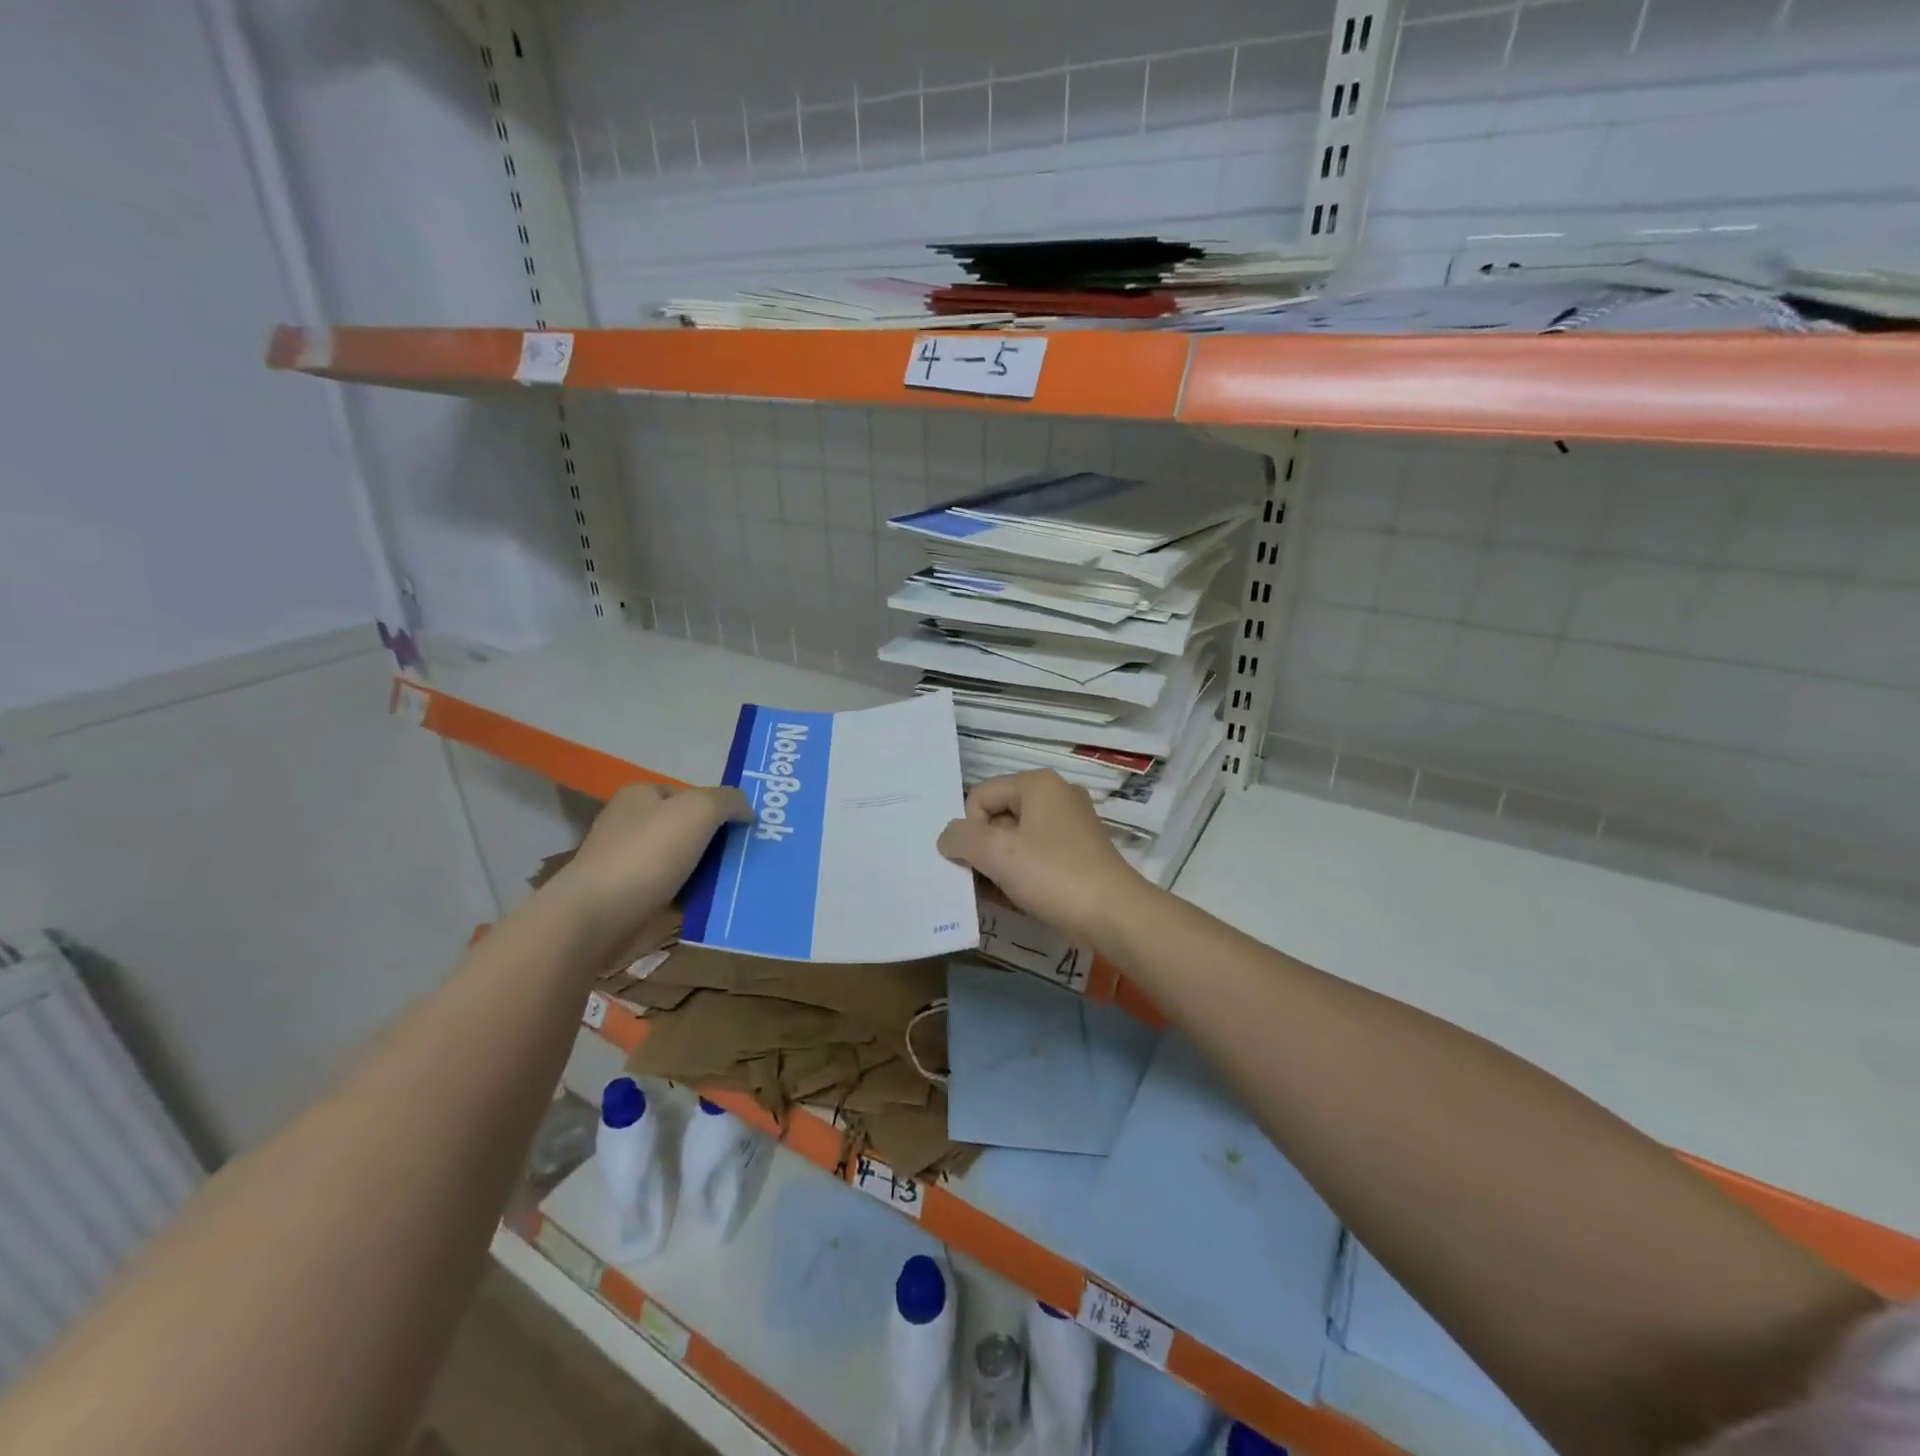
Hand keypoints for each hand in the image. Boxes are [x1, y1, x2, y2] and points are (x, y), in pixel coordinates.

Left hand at [549, 782, 749, 955]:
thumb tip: (746, 810)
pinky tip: (711, 904)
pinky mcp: (627, 897)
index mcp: (640, 795)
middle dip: (716, 841)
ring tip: (737, 882)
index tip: (743, 829)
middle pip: (687, 828)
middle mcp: (630, 823)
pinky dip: (690, 896)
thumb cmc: (646, 854)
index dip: (718, 808)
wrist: (595, 918)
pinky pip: (671, 890)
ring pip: (682, 861)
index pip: (690, 794)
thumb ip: (728, 801)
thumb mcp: (699, 810)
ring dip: (707, 871)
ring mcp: (626, 861)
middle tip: (747, 856)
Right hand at [937, 770, 1146, 946]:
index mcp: (1038, 784)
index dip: (970, 829)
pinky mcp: (1079, 854)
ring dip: (999, 866)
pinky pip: (1036, 857)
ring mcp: (1071, 825)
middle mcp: (1056, 796)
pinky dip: (1021, 874)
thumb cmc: (1053, 875)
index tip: (979, 860)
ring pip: (1016, 840)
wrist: (1114, 915)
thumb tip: (948, 838)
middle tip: (980, 880)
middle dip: (983, 849)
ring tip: (996, 894)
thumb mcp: (997, 853)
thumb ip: (961, 839)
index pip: (979, 796)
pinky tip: (1015, 899)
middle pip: (998, 817)